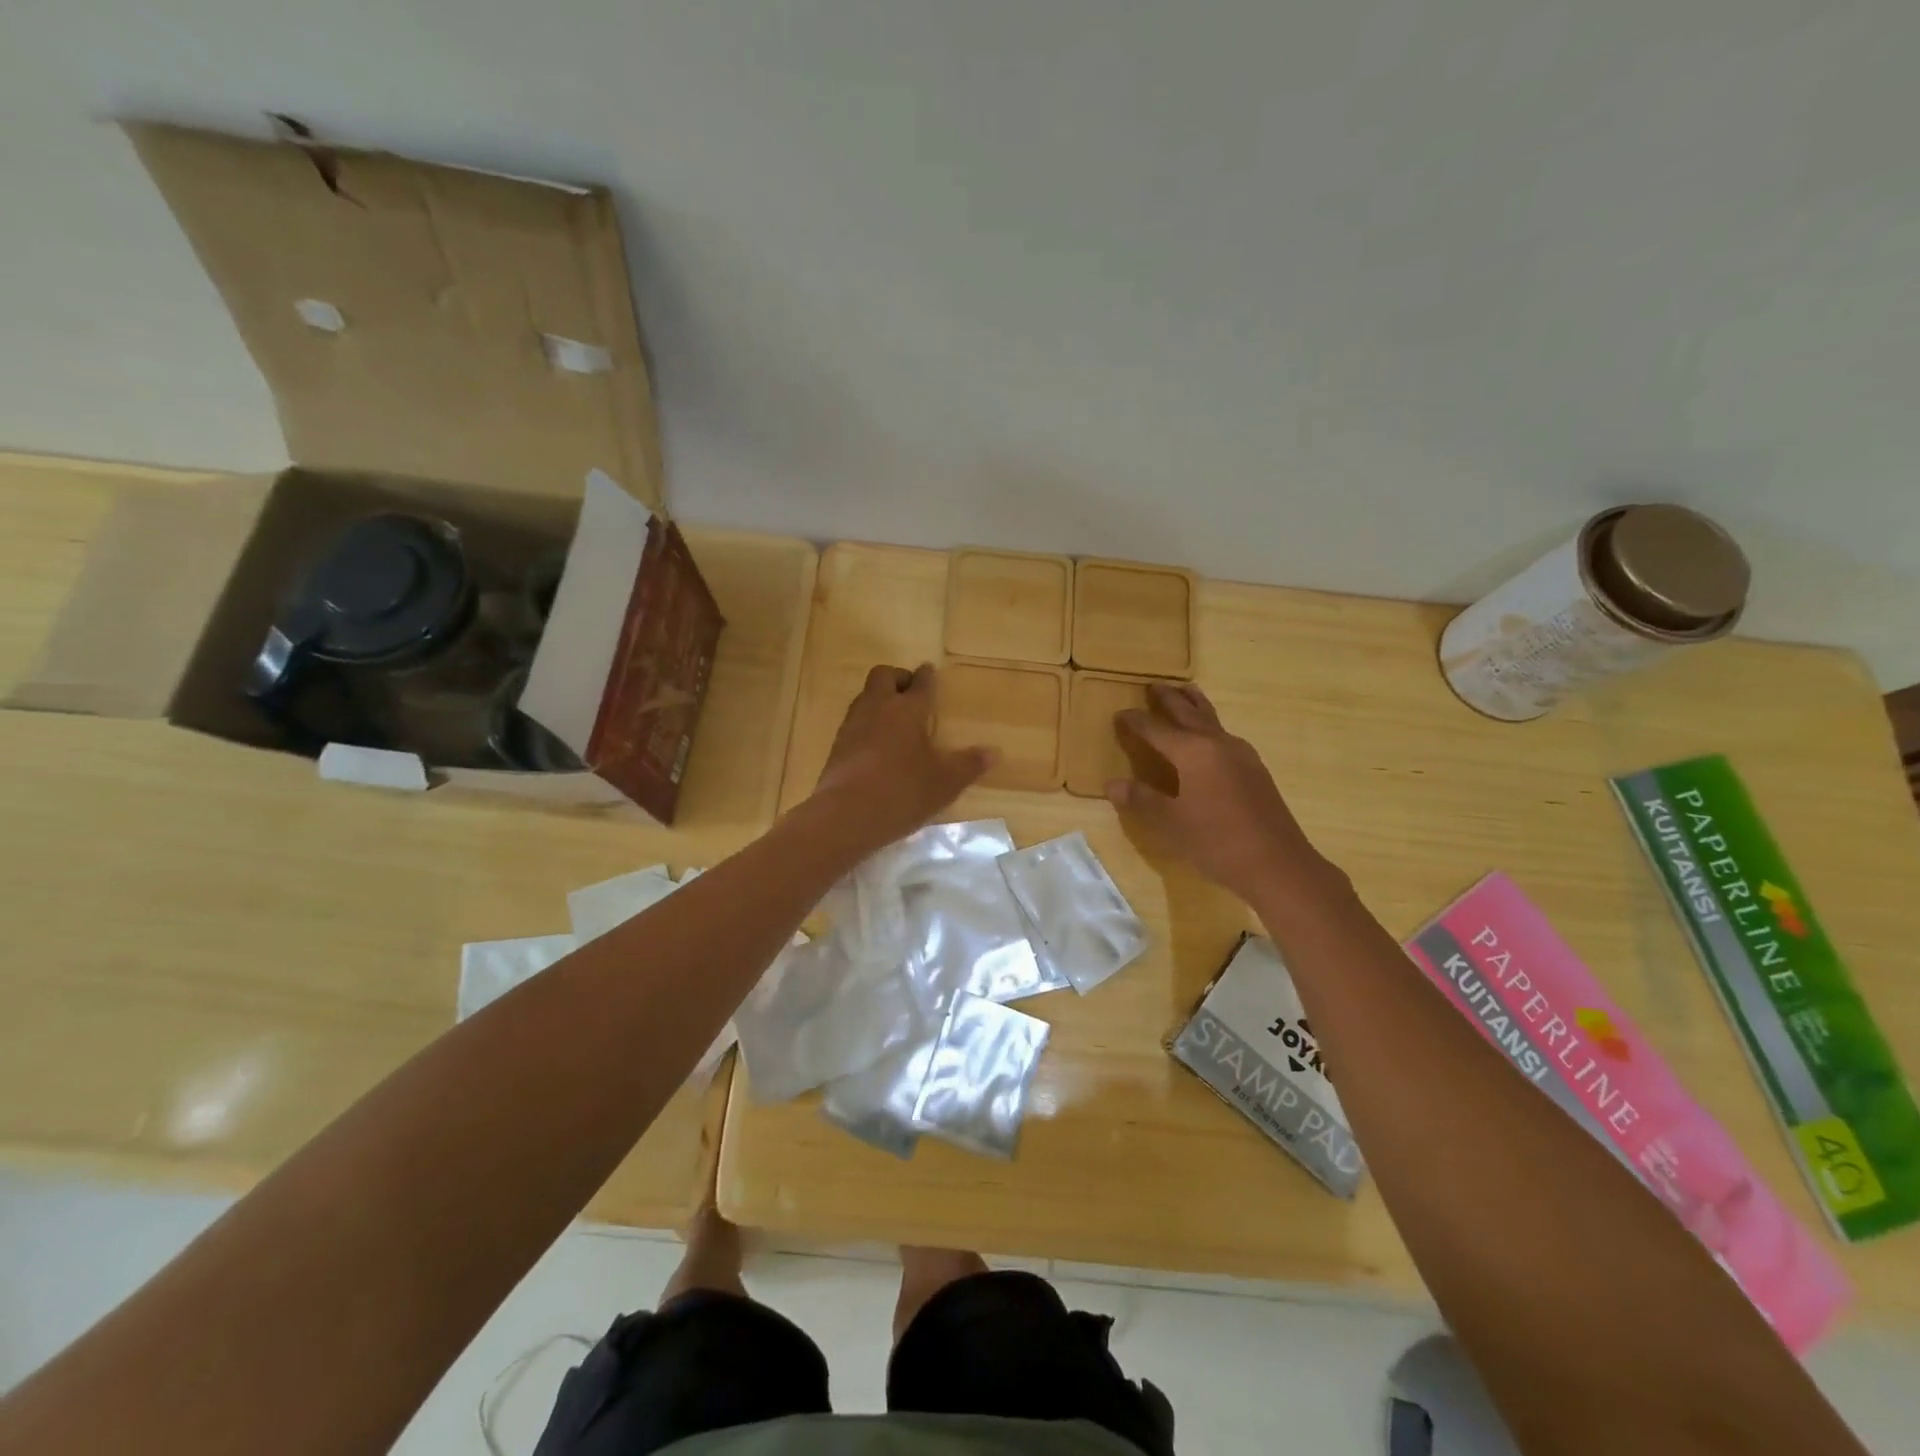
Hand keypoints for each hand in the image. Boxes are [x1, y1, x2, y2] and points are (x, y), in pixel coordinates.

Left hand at [810, 664, 994, 853]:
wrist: (844, 816)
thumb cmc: (902, 792)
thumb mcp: (945, 782)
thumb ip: (969, 765)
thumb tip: (994, 752)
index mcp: (907, 710)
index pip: (920, 683)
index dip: (927, 676)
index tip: (930, 671)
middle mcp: (877, 708)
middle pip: (883, 676)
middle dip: (898, 678)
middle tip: (911, 692)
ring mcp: (852, 726)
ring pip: (866, 697)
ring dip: (880, 700)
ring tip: (896, 719)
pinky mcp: (837, 746)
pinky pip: (855, 722)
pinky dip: (868, 724)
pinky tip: (877, 745)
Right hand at [1106, 682, 1336, 905]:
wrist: (1277, 864)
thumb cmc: (1216, 841)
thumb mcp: (1170, 822)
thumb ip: (1141, 799)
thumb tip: (1112, 784)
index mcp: (1192, 752)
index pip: (1156, 729)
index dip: (1136, 721)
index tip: (1120, 714)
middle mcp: (1217, 744)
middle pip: (1188, 713)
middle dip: (1169, 699)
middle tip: (1154, 685)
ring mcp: (1242, 755)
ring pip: (1212, 719)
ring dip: (1195, 704)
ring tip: (1186, 692)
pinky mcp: (1255, 770)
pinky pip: (1225, 736)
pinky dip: (1210, 726)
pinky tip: (1211, 737)